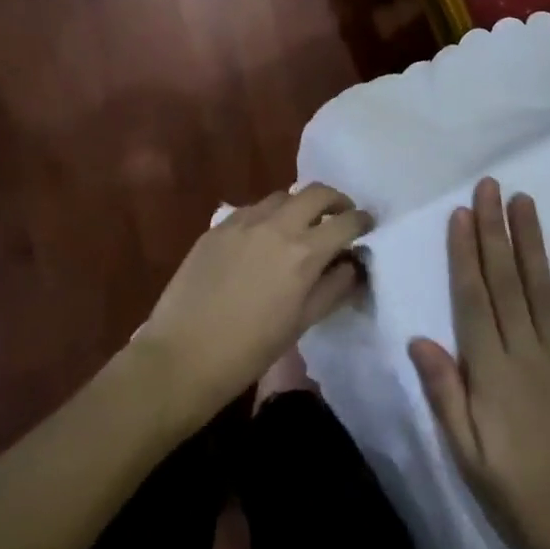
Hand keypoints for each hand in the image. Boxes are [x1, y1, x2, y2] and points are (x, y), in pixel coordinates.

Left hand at [135, 185, 371, 423]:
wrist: (182, 356)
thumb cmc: (249, 350)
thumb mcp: (302, 322)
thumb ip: (333, 287)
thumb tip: (352, 265)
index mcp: (304, 252)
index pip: (346, 221)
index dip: (362, 221)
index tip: (367, 226)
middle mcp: (277, 225)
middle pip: (316, 192)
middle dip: (336, 201)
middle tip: (339, 217)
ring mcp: (243, 221)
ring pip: (282, 196)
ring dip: (299, 206)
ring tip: (299, 227)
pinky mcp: (218, 226)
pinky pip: (252, 209)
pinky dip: (268, 216)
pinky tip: (262, 239)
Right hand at [410, 179, 549, 548]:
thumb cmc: (515, 496)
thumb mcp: (466, 455)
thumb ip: (444, 393)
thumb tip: (419, 339)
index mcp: (492, 372)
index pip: (473, 299)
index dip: (465, 253)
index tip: (461, 213)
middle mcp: (527, 352)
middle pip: (507, 281)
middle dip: (496, 230)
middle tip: (491, 187)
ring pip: (541, 288)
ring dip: (531, 241)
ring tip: (524, 201)